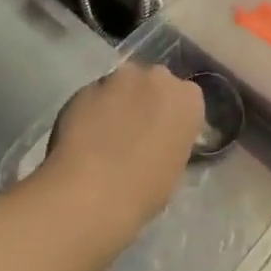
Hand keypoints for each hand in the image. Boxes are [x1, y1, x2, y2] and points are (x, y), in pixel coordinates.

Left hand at [41, 65, 202, 239]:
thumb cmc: (143, 190)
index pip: (186, 99)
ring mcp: (119, 78)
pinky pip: (94, 96)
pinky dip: (91, 110)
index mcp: (189, 99)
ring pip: (121, 85)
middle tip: (135, 132)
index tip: (163, 135)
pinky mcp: (86, 85)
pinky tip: (82, 137)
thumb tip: (158, 141)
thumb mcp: (175, 168)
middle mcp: (158, 77)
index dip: (172, 117)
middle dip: (146, 100)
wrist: (90, 192)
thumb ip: (171, 141)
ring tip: (104, 134)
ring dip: (117, 102)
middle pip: (154, 83)